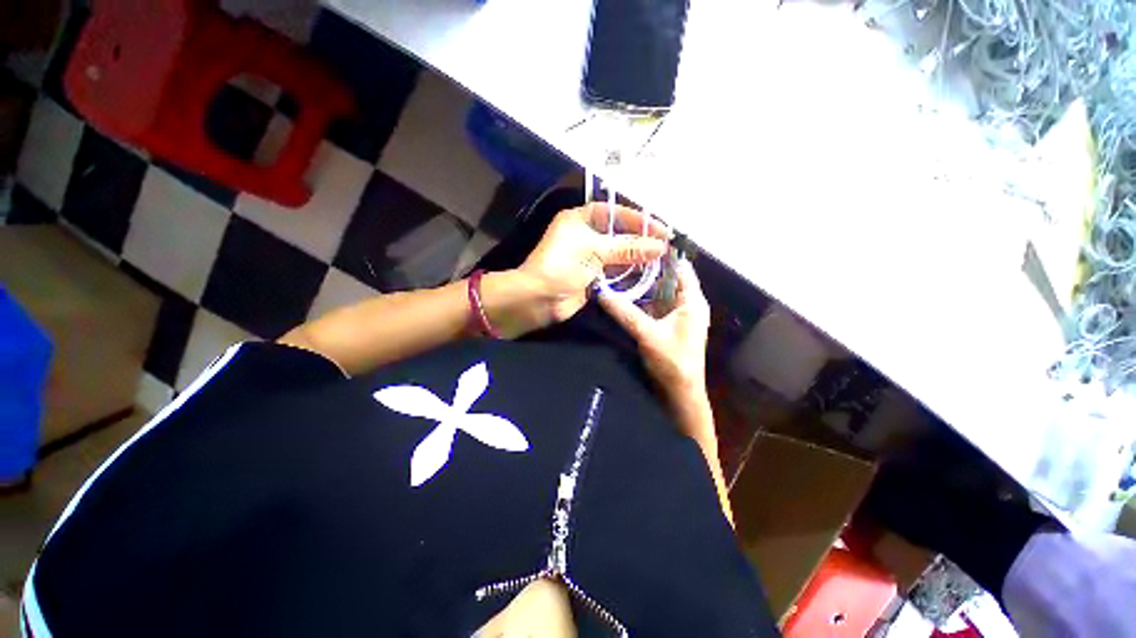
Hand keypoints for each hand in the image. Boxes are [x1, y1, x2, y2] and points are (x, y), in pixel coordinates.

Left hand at [516, 202, 668, 325]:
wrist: (539, 299)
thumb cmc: (562, 266)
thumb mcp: (595, 251)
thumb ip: (627, 248)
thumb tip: (659, 246)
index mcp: (580, 219)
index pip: (614, 212)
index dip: (638, 219)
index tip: (661, 228)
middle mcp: (585, 234)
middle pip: (619, 233)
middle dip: (641, 238)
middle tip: (666, 244)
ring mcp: (589, 256)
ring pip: (618, 252)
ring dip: (637, 256)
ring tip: (661, 258)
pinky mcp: (592, 276)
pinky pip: (615, 270)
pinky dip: (629, 271)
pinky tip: (647, 272)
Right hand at [598, 259, 711, 419]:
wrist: (681, 394)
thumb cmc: (672, 362)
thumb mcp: (647, 333)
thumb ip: (624, 312)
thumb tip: (601, 292)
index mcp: (693, 301)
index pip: (680, 267)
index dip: (662, 254)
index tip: (638, 243)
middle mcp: (688, 303)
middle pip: (668, 278)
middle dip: (647, 268)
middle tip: (623, 256)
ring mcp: (678, 314)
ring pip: (659, 292)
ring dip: (643, 284)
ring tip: (620, 270)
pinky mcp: (668, 324)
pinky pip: (654, 305)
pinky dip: (642, 299)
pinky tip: (625, 294)